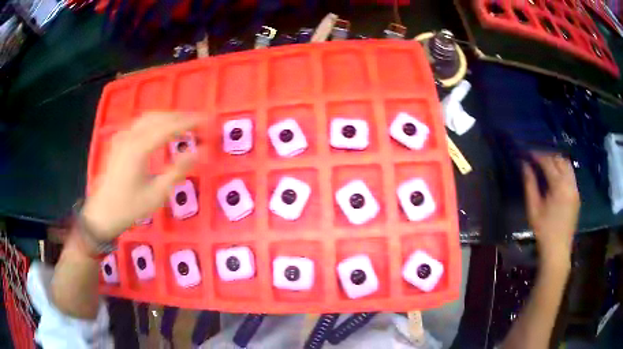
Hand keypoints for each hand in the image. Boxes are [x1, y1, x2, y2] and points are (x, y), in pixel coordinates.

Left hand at [82, 112, 198, 240]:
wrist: (101, 214)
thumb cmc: (129, 208)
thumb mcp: (157, 194)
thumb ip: (177, 171)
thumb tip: (199, 152)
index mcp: (139, 148)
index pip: (169, 127)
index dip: (189, 122)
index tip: (206, 121)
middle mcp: (130, 136)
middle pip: (159, 117)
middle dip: (180, 117)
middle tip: (198, 122)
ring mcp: (122, 137)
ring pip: (148, 117)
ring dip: (168, 117)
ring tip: (183, 124)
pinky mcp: (119, 141)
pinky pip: (140, 123)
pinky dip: (155, 121)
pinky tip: (161, 129)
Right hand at [523, 153, 579, 266]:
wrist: (558, 250)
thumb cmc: (544, 231)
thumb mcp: (533, 208)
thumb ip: (530, 184)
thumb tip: (525, 165)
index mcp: (559, 186)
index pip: (548, 162)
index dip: (537, 155)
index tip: (528, 152)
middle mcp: (570, 183)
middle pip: (560, 159)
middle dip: (548, 155)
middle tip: (537, 157)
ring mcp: (575, 189)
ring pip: (567, 165)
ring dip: (557, 160)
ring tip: (546, 164)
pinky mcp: (577, 195)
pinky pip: (571, 175)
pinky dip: (563, 170)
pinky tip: (556, 176)